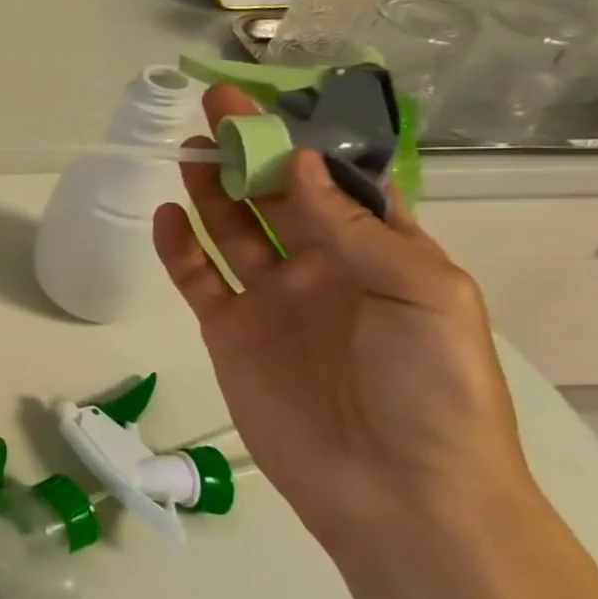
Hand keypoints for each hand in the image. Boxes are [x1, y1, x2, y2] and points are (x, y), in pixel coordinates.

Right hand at [151, 84, 533, 549]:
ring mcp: (270, 300)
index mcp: (379, 255)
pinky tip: (166, 216)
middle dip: (249, 153)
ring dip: (210, 190)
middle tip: (215, 110)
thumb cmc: (432, 391)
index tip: (276, 105)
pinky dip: (179, 247)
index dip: (309, 144)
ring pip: (232, 230)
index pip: (339, 185)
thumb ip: (356, 228)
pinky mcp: (228, 330)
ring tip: (187, 150)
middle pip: (276, 198)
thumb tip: (301, 164)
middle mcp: (321, 268)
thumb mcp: (423, 297)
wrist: (395, 493)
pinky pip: (197, 277)